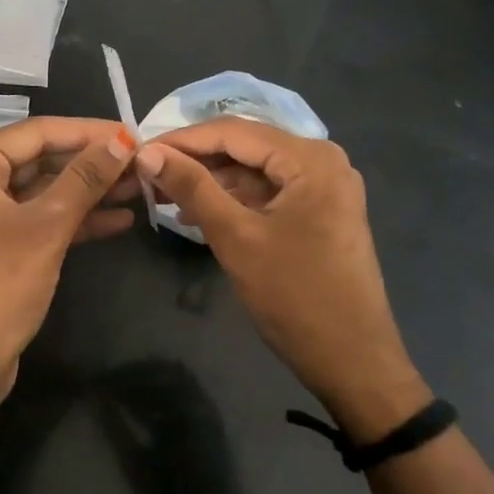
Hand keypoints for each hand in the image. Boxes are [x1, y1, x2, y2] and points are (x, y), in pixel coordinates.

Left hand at [0, 117, 138, 442]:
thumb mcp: (45, 228)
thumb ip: (84, 180)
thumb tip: (122, 140)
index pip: (36, 133)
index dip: (85, 131)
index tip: (131, 134)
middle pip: (42, 160)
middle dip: (91, 163)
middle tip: (141, 162)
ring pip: (46, 192)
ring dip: (90, 191)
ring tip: (140, 187)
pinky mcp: (3, 248)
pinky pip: (44, 221)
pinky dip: (78, 220)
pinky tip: (121, 219)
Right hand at [135, 119, 428, 440]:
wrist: (353, 362)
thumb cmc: (295, 296)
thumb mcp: (236, 237)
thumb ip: (192, 187)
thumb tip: (147, 153)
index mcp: (310, 158)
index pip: (234, 132)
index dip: (183, 139)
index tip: (140, 151)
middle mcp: (323, 160)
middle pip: (246, 147)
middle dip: (196, 160)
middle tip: (148, 173)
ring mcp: (325, 187)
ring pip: (255, 170)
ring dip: (212, 181)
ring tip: (165, 195)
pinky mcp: (321, 211)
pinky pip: (269, 191)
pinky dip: (234, 199)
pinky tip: (199, 212)